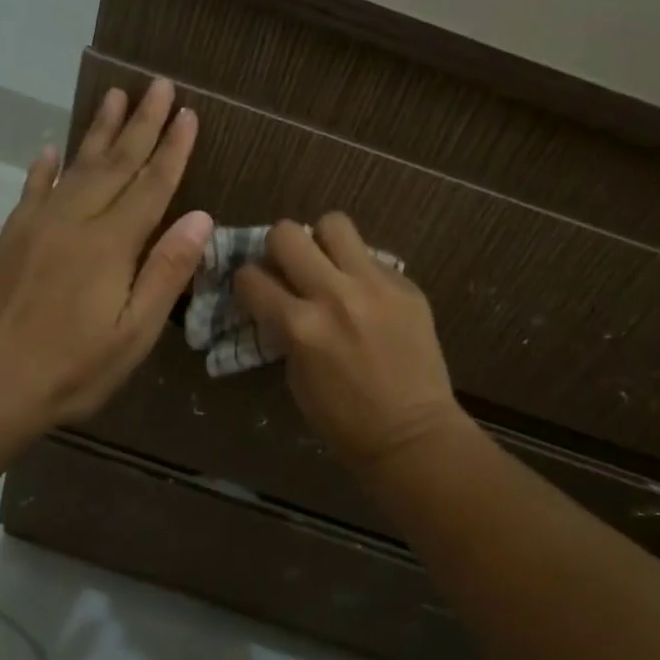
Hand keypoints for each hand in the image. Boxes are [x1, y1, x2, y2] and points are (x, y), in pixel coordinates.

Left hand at [0, 79, 211, 429]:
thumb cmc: (71, 369)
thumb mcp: (133, 333)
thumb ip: (166, 272)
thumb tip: (200, 218)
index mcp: (110, 245)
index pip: (151, 185)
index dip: (172, 149)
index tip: (188, 113)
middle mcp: (75, 222)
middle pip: (116, 164)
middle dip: (142, 123)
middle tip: (158, 85)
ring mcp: (37, 225)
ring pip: (76, 167)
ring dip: (99, 131)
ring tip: (116, 96)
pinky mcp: (10, 238)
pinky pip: (32, 190)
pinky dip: (45, 168)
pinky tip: (52, 149)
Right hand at [233, 214, 469, 473]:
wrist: (412, 435)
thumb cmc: (344, 420)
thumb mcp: (296, 375)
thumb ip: (284, 328)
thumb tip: (278, 297)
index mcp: (299, 326)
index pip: (251, 277)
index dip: (247, 282)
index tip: (255, 290)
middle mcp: (333, 295)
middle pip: (287, 233)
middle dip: (279, 248)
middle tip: (290, 269)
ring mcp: (374, 286)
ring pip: (334, 224)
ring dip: (323, 242)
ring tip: (329, 265)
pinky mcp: (406, 286)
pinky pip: (372, 257)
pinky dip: (360, 270)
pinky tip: (367, 296)